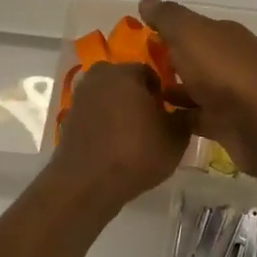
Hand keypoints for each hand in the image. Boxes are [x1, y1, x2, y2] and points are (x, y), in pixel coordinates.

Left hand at [52, 61, 194, 201]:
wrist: (87, 184)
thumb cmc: (137, 153)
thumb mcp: (176, 137)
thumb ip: (186, 116)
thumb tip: (188, 108)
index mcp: (125, 72)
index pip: (151, 73)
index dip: (163, 94)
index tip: (169, 114)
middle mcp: (99, 77)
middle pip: (126, 83)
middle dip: (140, 99)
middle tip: (153, 124)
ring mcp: (80, 98)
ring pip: (109, 99)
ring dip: (121, 111)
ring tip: (134, 138)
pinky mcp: (68, 119)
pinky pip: (95, 116)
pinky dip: (105, 125)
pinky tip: (115, 147)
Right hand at [139, 0, 256, 176]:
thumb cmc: (224, 71)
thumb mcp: (190, 33)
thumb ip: (168, 17)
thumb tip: (147, 1)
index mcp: (224, 35)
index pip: (192, 28)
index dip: (166, 31)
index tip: (136, 40)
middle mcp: (230, 61)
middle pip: (194, 58)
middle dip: (168, 62)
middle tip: (131, 71)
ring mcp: (230, 95)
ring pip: (195, 89)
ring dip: (171, 91)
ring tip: (136, 97)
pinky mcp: (226, 125)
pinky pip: (196, 118)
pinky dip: (178, 119)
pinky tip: (153, 123)